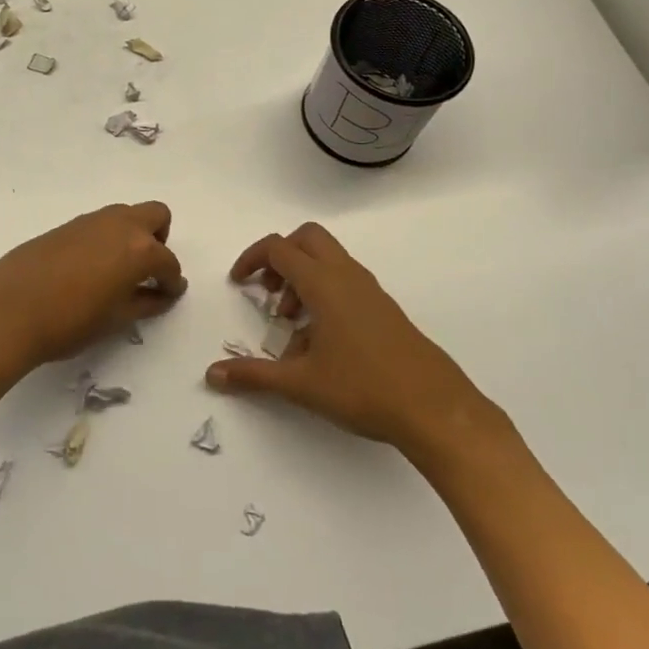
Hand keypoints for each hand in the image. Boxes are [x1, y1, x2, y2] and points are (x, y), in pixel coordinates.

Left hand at [0, 202, 186, 370]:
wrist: (10, 310)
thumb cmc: (71, 322)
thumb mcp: (116, 319)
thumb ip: (146, 302)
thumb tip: (164, 294)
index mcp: (139, 248)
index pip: (168, 262)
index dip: (172, 281)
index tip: (168, 295)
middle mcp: (119, 225)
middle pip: (155, 215)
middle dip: (159, 239)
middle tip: (146, 270)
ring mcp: (90, 220)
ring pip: (125, 215)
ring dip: (131, 235)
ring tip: (117, 271)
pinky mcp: (66, 225)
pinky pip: (98, 224)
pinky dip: (105, 239)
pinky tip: (89, 269)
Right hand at [207, 222, 512, 475]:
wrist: (436, 410)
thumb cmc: (363, 388)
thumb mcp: (301, 383)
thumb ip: (253, 375)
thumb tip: (212, 375)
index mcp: (324, 283)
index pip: (279, 248)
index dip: (252, 259)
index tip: (239, 283)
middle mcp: (347, 276)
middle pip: (307, 239)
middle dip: (280, 257)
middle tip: (268, 291)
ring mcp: (370, 291)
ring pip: (329, 260)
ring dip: (302, 278)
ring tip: (291, 322)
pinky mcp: (385, 309)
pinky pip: (346, 282)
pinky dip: (324, 293)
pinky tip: (321, 340)